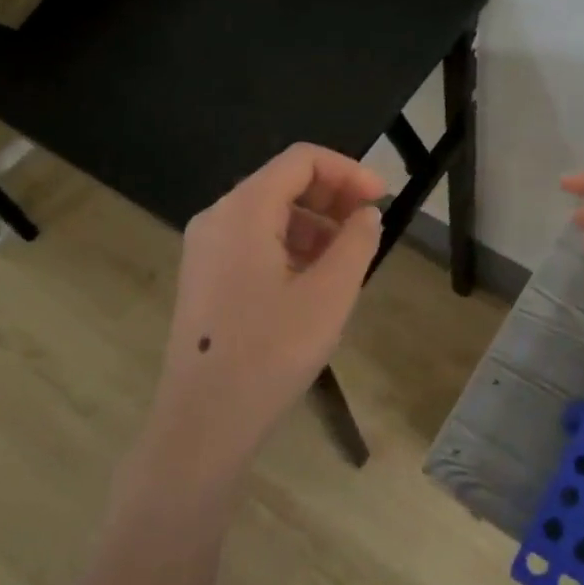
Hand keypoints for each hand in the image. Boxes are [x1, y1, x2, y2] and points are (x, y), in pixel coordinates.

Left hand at [135, 144, 385, 492]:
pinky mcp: (205, 276)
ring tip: (348, 259)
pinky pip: (254, 240)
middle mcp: (218, 217)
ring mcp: (206, 248)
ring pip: (270, 213)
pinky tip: (314, 280)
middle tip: (369, 227)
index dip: (348, 171)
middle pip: (283, 182)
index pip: (302, 160)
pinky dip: (291, 245)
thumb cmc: (270, 353)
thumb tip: (366, 214)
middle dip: (332, 196)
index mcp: (244, 210)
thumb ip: (356, 242)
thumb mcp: (330, 294)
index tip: (381, 199)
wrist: (202, 424)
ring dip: (315, 223)